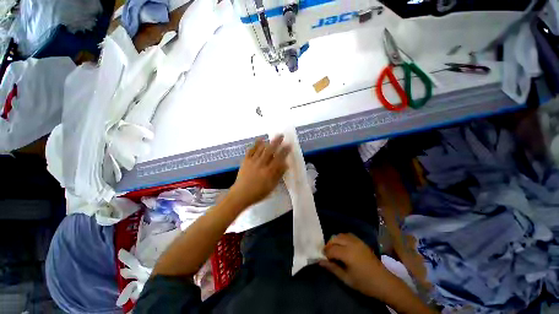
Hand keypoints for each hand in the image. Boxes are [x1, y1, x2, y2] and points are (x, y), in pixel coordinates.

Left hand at [229, 136, 290, 207]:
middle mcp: (261, 164)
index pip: (279, 158)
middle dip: (276, 141)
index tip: (289, 145)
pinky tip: (260, 140)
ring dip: (267, 142)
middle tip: (281, 135)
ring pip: (261, 149)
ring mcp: (253, 161)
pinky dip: (256, 144)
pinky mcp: (246, 161)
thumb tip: (285, 164)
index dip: (285, 151)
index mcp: (269, 171)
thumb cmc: (258, 192)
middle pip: (270, 150)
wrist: (241, 194)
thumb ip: (279, 174)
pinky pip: (251, 150)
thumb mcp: (271, 186)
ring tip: (272, 138)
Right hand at [319, 233, 390, 299]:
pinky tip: (343, 246)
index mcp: (347, 253)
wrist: (384, 282)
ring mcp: (357, 241)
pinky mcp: (361, 241)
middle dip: (329, 245)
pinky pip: (348, 235)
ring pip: (340, 235)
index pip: (331, 249)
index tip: (323, 258)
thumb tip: (319, 261)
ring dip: (335, 240)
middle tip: (328, 254)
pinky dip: (342, 238)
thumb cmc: (364, 283)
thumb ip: (332, 268)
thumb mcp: (346, 278)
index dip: (325, 253)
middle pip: (334, 239)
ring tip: (335, 249)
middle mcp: (351, 244)